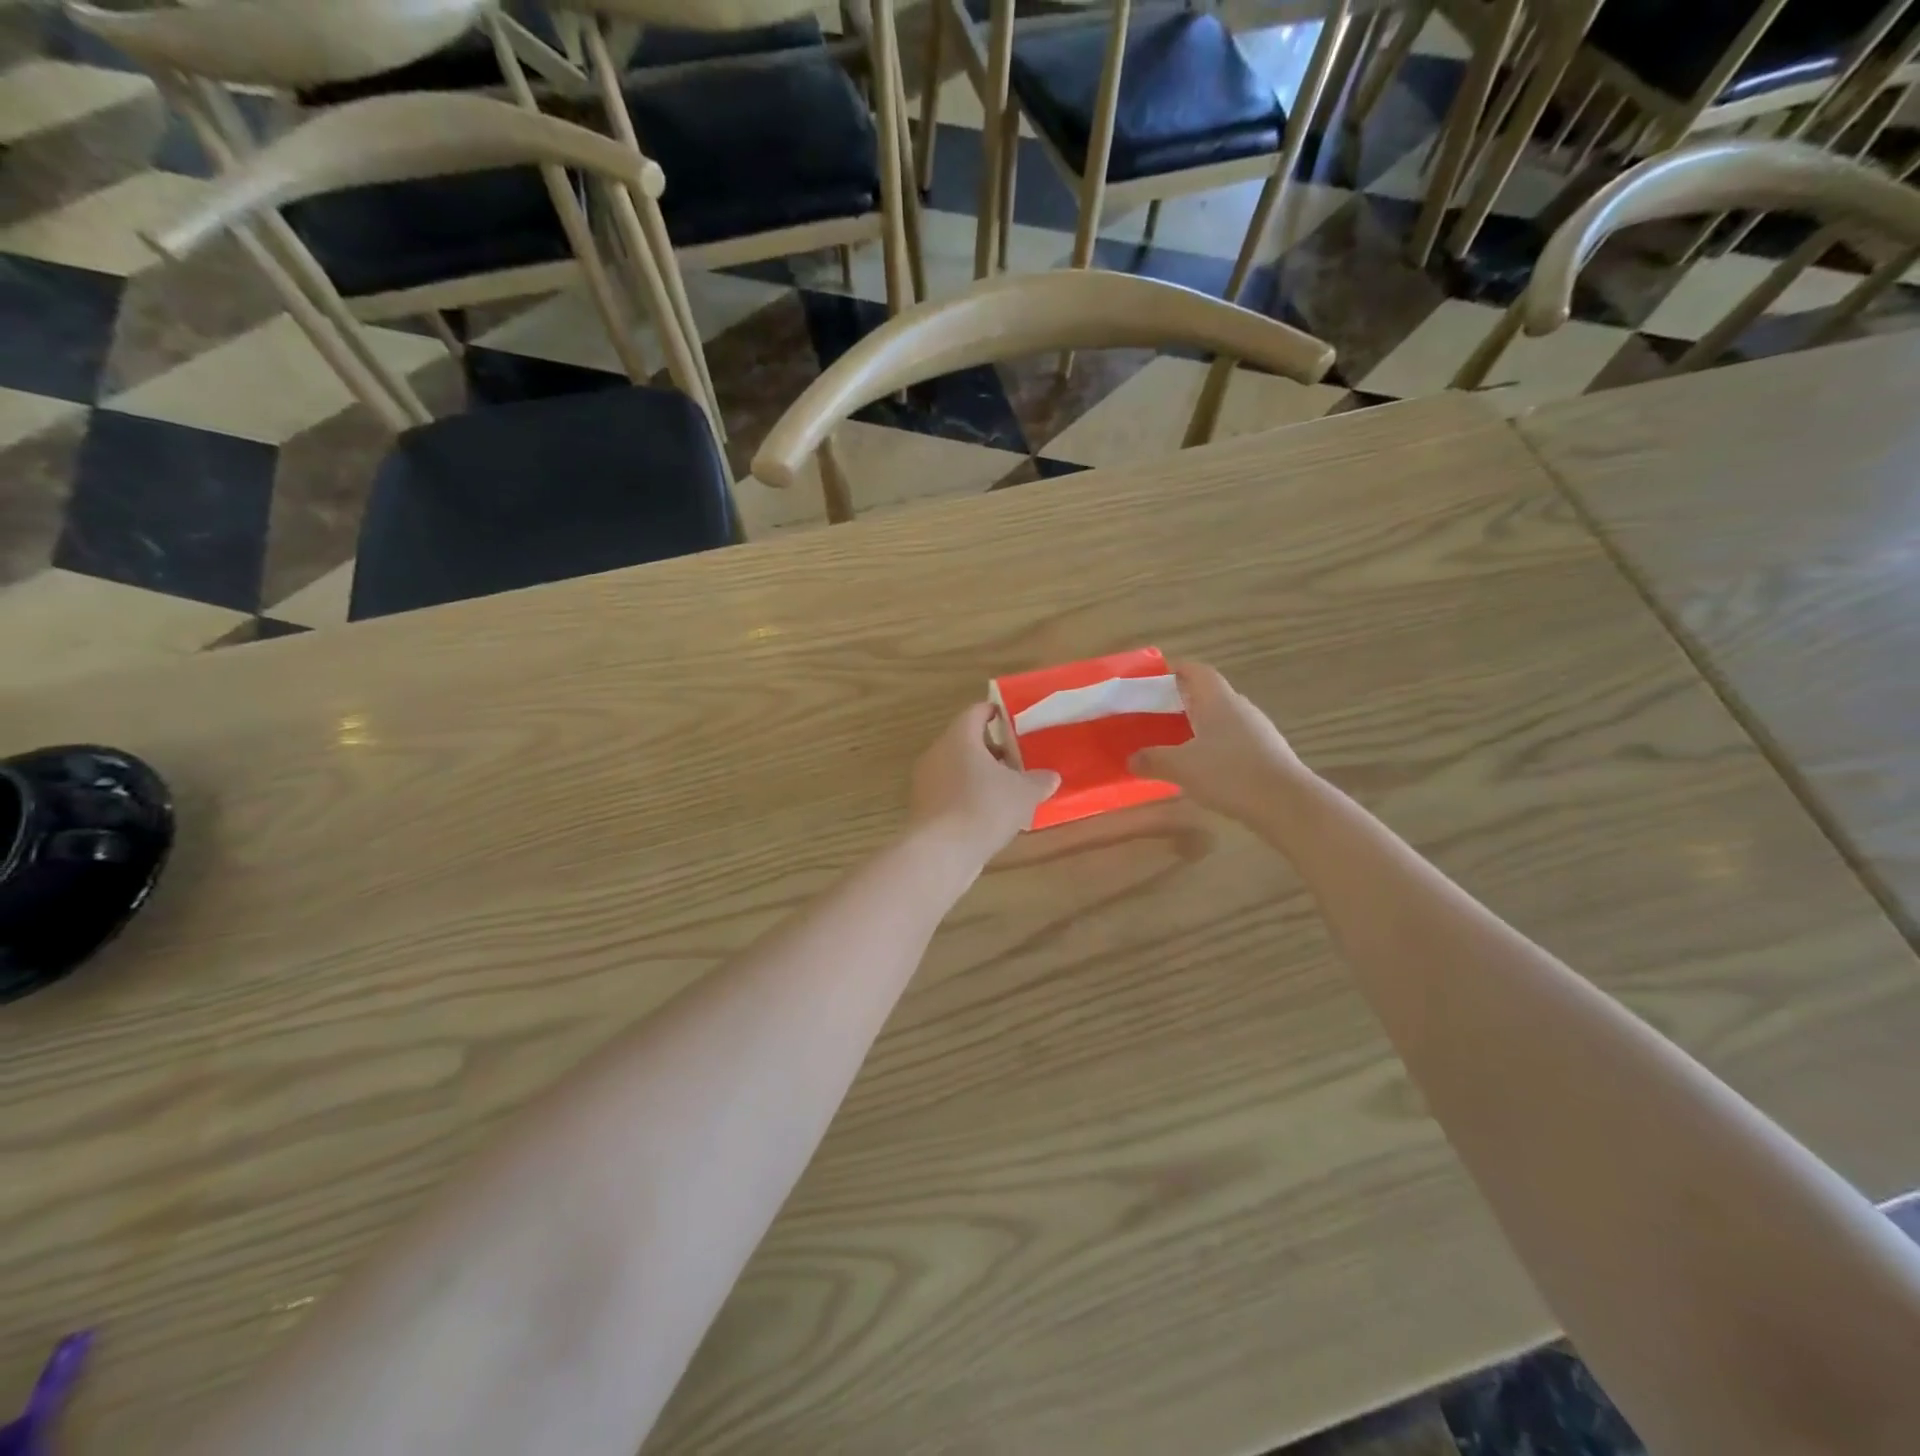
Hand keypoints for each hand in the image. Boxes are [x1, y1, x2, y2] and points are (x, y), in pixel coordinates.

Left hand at [908, 703, 1059, 861]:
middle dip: (991, 750)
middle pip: (965, 741)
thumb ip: (1039, 780)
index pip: (976, 712)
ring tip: (1006, 791)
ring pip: (956, 768)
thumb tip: (1051, 776)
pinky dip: (967, 796)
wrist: (940, 852)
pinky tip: (986, 815)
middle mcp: (937, 753)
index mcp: (959, 737)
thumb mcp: (1023, 793)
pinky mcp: (922, 807)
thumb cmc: (983, 808)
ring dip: (979, 775)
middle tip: (1016, 761)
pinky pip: (949, 792)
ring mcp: (925, 781)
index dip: (995, 712)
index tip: (1011, 719)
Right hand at [1128, 663, 1310, 822]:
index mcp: (1218, 700)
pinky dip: (1215, 748)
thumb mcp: (1181, 766)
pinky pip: (1233, 742)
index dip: (1176, 670)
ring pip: (1222, 720)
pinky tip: (1202, 769)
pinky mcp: (1267, 754)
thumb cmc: (1229, 773)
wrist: (1285, 803)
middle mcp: (1240, 708)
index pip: (1197, 671)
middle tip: (1157, 714)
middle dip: (1183, 701)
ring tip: (1175, 743)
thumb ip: (1152, 759)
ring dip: (1199, 726)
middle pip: (1209, 695)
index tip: (1155, 678)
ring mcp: (1258, 731)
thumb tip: (1131, 759)